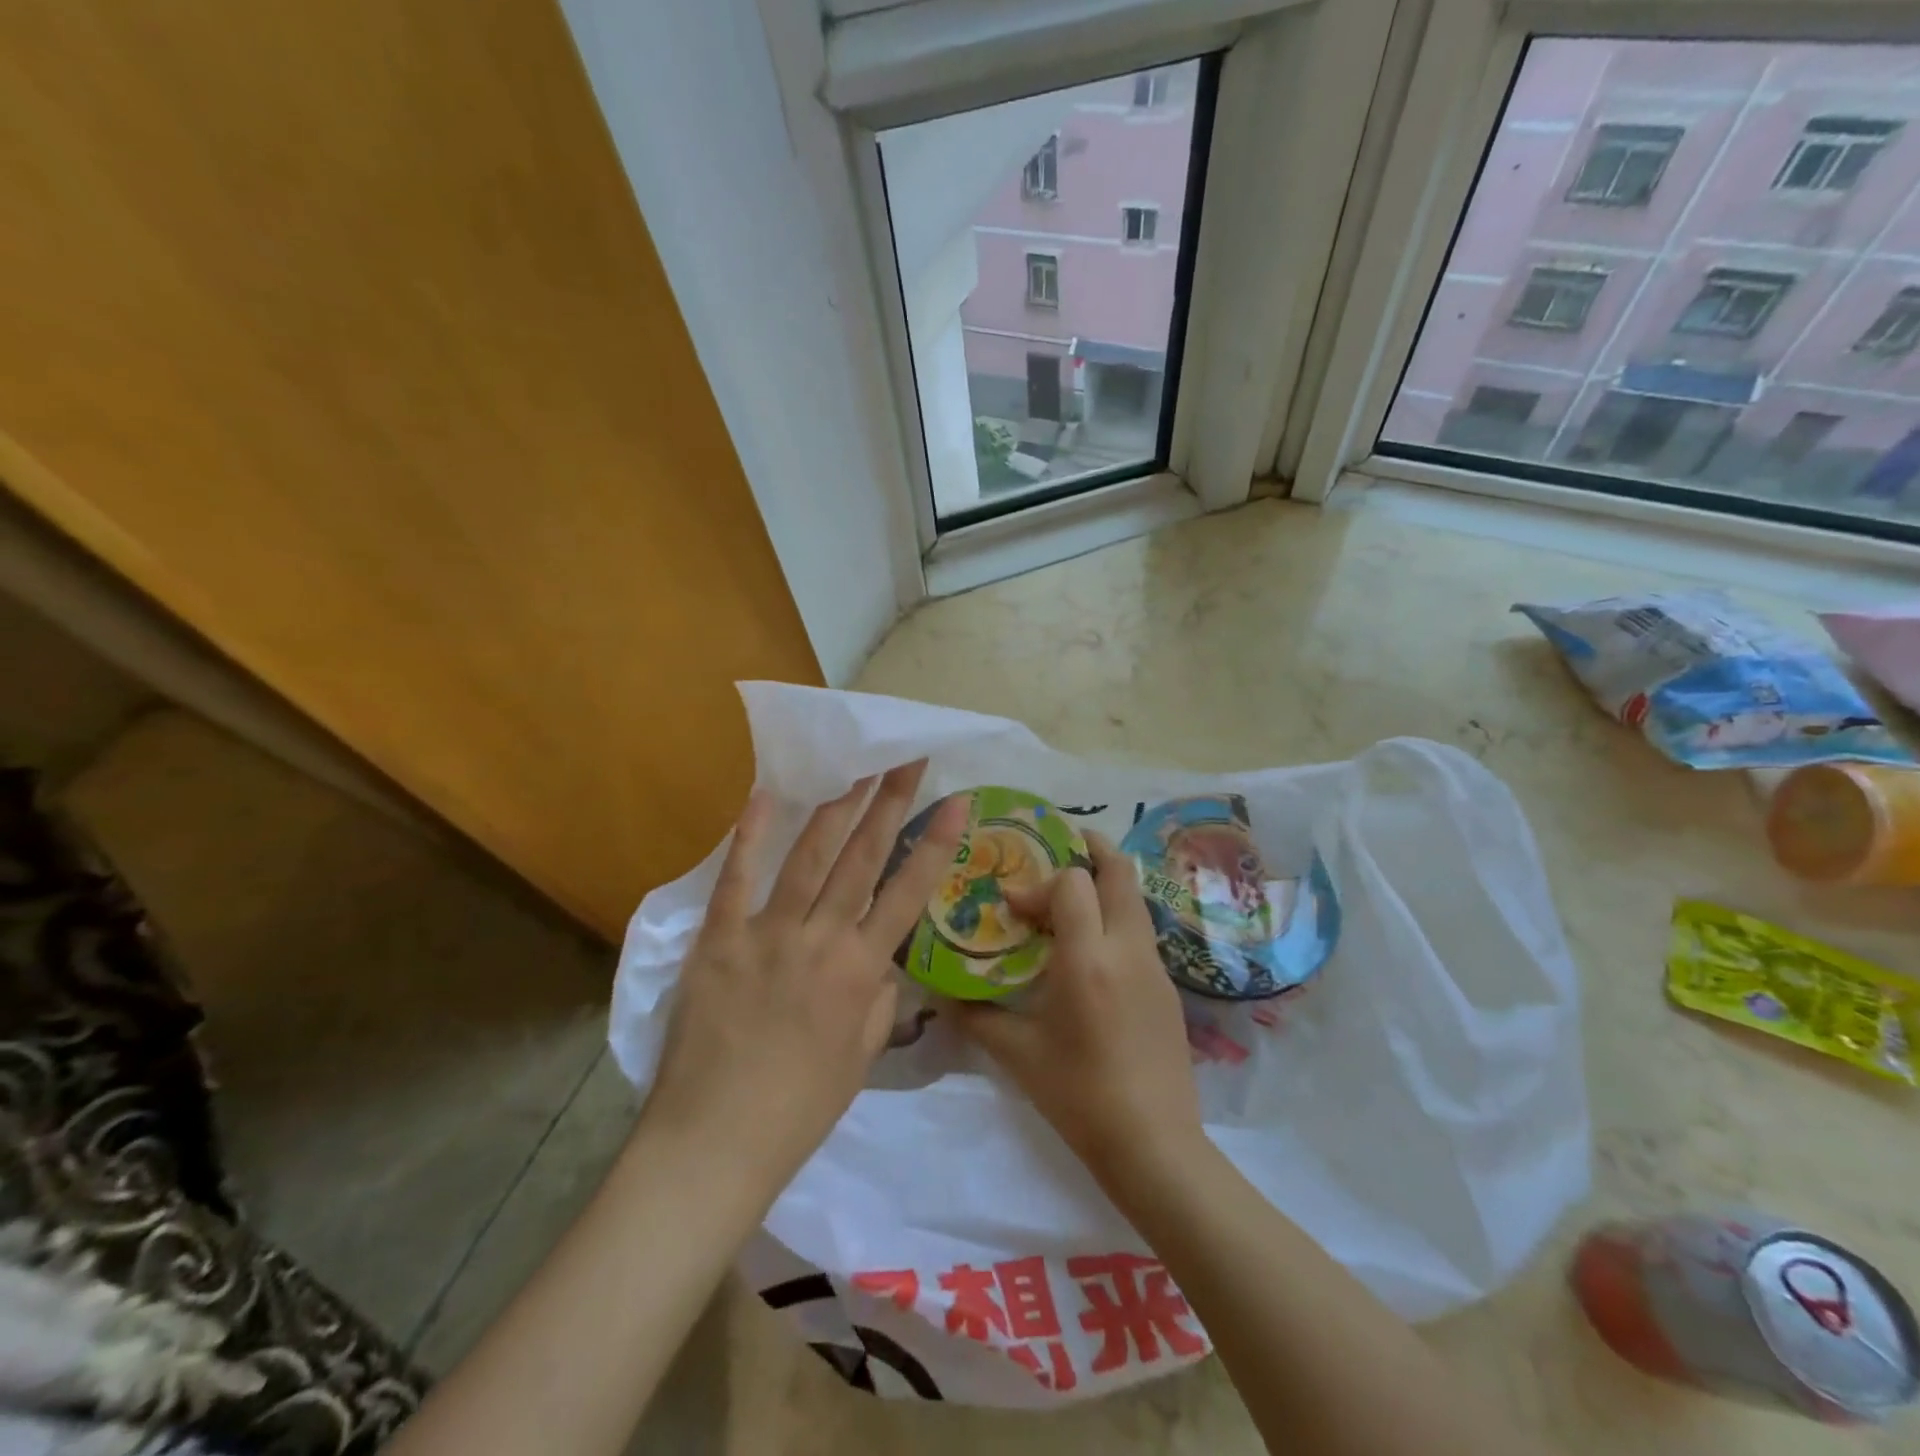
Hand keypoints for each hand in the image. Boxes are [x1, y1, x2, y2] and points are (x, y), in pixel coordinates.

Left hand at [643, 762, 967, 1198]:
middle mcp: (820, 939)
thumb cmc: (798, 1111)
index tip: (956, 801)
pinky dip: (748, 836)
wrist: (713, 1144)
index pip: (908, 892)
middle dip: (889, 803)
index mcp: (860, 971)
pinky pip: (736, 879)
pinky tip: (764, 797)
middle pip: (862, 858)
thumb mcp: (861, 1060)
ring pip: (809, 857)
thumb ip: (880, 1001)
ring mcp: (766, 934)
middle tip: (906, 760)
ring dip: (836, 808)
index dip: (935, 843)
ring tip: (857, 770)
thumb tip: (884, 960)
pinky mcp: (718, 940)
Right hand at [951, 832, 1203, 1186]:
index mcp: (1088, 957)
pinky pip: (1139, 930)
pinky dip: (1114, 917)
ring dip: (1103, 884)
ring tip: (1069, 897)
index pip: (1072, 883)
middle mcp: (1127, 948)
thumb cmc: (1079, 1096)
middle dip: (1089, 849)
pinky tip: (1091, 950)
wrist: (1156, 1146)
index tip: (1013, 906)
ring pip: (1133, 898)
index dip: (1038, 884)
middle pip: (1119, 871)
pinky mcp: (1167, 986)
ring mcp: (1154, 965)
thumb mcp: (1018, 1055)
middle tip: (1058, 847)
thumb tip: (938, 994)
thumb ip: (975, 1016)